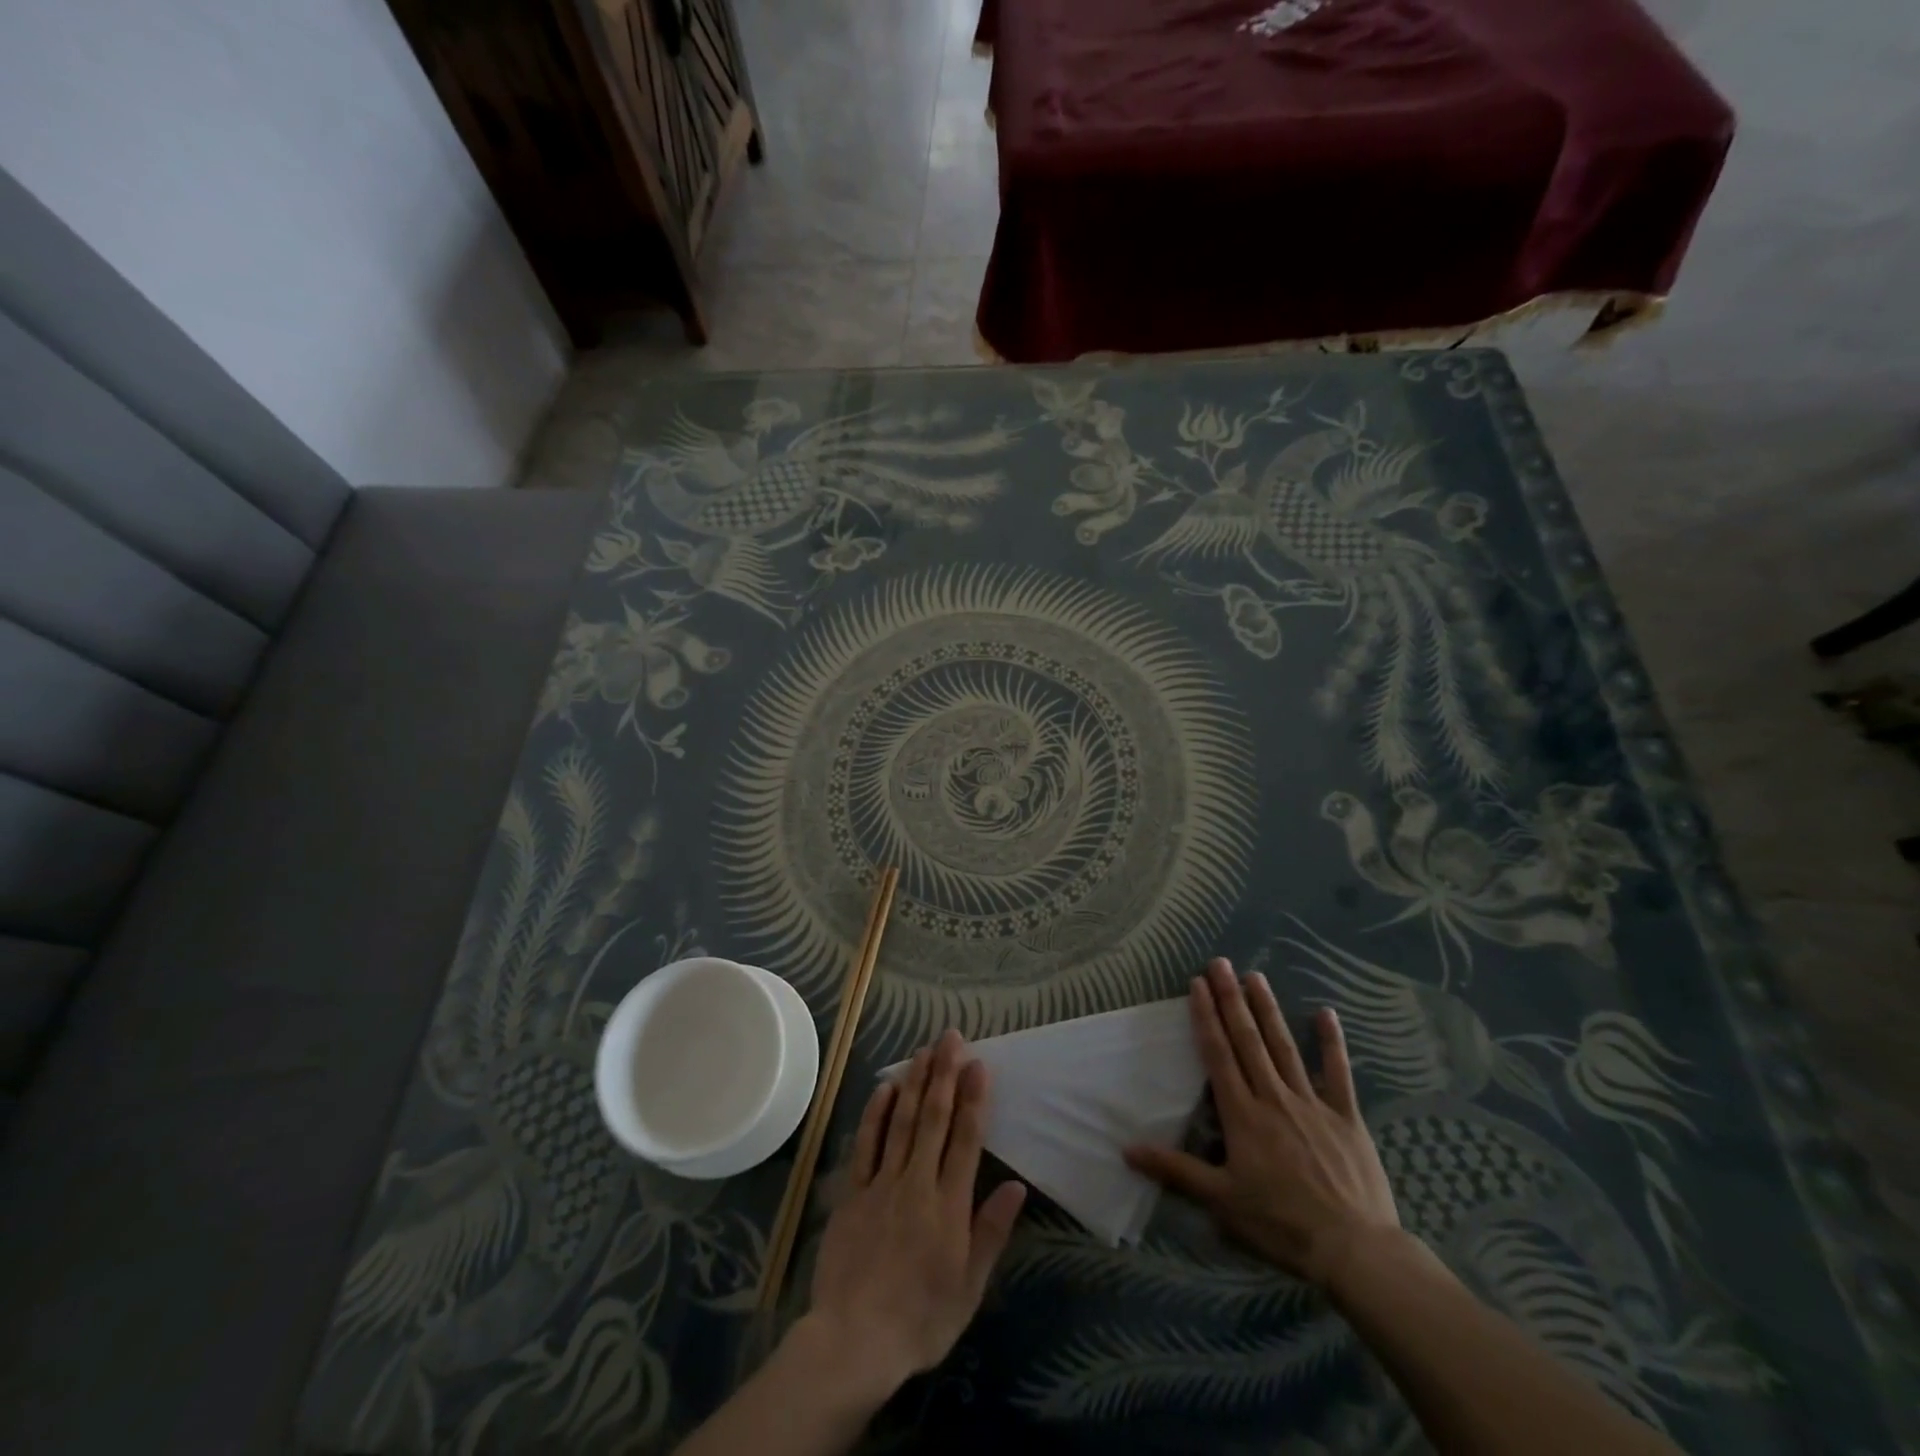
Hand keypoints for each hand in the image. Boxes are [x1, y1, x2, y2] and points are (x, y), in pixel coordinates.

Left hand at [801, 1029, 1027, 1398]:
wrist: (853, 1341)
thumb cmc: (920, 1320)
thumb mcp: (969, 1287)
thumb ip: (991, 1232)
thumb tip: (1017, 1185)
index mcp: (949, 1206)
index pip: (966, 1139)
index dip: (974, 1099)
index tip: (979, 1064)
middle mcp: (917, 1183)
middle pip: (934, 1119)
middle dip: (945, 1075)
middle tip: (951, 1038)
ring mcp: (882, 1183)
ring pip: (902, 1121)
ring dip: (915, 1082)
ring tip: (925, 1050)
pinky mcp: (853, 1192)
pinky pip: (866, 1143)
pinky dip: (876, 1112)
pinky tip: (885, 1087)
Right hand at [1125, 958, 1399, 1286]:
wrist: (1355, 1250)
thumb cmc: (1281, 1225)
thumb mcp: (1221, 1201)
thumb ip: (1175, 1170)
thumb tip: (1126, 1150)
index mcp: (1242, 1115)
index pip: (1218, 1055)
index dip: (1206, 1017)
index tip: (1197, 984)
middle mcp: (1273, 1098)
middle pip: (1248, 1041)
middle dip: (1231, 1000)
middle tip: (1220, 963)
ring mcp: (1312, 1104)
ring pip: (1284, 1048)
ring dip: (1268, 1010)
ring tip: (1255, 976)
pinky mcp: (1346, 1117)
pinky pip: (1338, 1073)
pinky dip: (1331, 1043)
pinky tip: (1326, 1013)